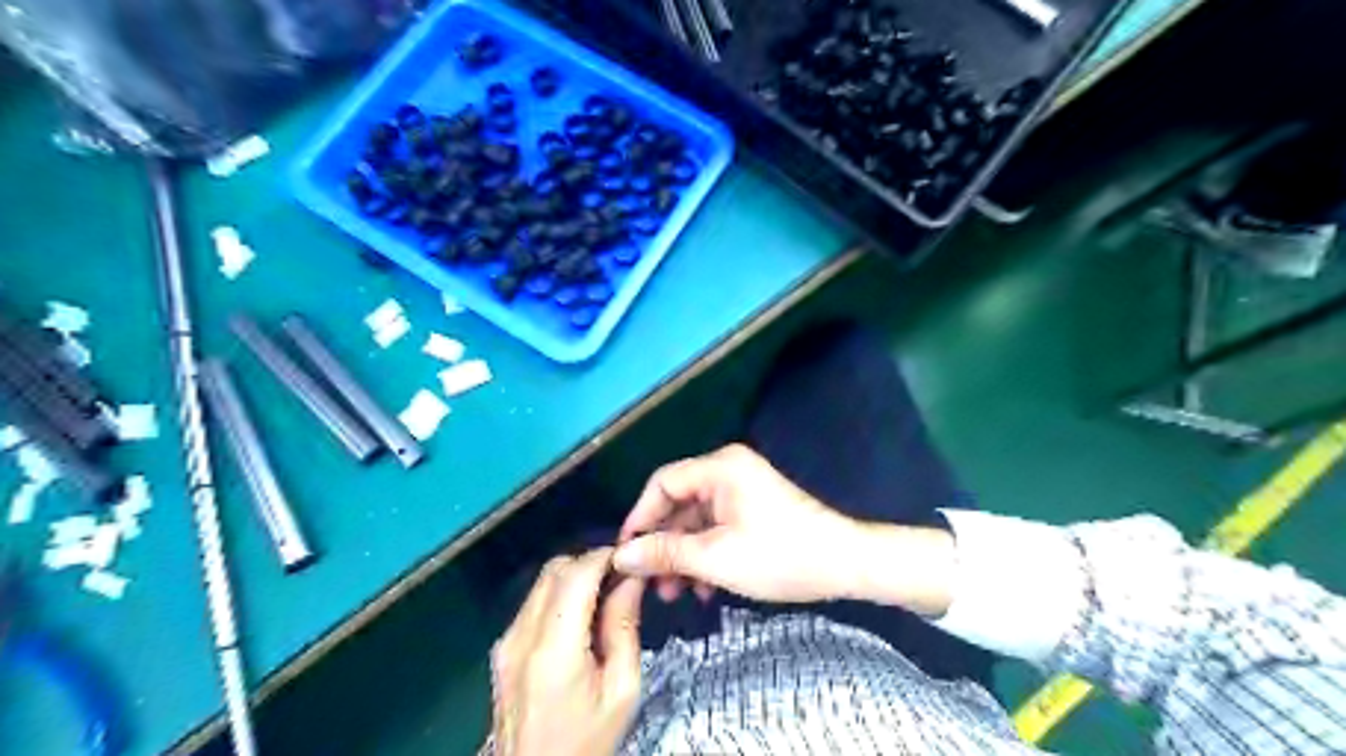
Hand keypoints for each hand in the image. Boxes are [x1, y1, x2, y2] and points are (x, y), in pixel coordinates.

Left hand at [490, 549, 645, 754]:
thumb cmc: (586, 742)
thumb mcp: (621, 690)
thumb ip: (624, 627)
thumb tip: (630, 579)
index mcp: (554, 650)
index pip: (577, 574)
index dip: (605, 556)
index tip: (631, 560)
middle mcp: (521, 637)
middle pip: (555, 570)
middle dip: (590, 563)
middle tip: (621, 579)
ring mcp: (506, 643)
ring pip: (542, 582)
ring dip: (574, 577)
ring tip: (604, 599)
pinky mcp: (501, 650)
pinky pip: (532, 603)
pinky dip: (559, 596)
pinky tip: (580, 619)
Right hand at [614, 447, 867, 604]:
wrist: (845, 564)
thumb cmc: (781, 556)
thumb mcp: (716, 558)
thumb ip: (665, 553)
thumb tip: (622, 555)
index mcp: (720, 468)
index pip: (662, 483)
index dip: (640, 518)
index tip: (625, 554)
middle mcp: (728, 470)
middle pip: (678, 503)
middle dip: (663, 544)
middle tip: (650, 582)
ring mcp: (742, 489)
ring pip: (695, 520)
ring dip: (682, 555)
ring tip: (673, 593)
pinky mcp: (752, 508)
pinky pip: (715, 527)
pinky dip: (705, 554)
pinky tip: (703, 589)